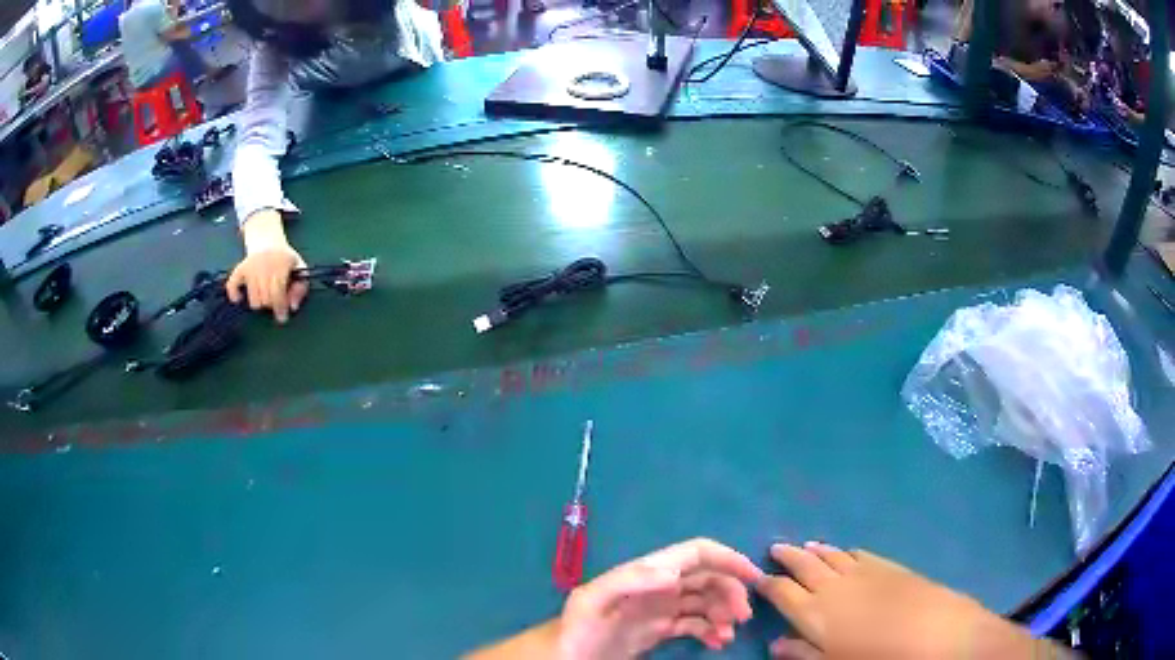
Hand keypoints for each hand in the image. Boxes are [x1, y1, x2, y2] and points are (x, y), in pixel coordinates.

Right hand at [226, 209, 308, 323]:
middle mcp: (264, 265)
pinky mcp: (239, 269)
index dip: (281, 308)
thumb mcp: (299, 267)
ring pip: (254, 300)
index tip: (282, 317)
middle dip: (272, 305)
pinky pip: (232, 286)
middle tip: (274, 300)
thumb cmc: (285, 258)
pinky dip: (235, 295)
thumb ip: (301, 287)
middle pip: (266, 300)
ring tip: (264, 294)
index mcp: (281, 264)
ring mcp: (250, 267)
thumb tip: (293, 307)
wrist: (267, 238)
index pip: (278, 293)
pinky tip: (240, 298)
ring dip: (259, 302)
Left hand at [556, 538, 763, 657]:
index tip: (753, 577)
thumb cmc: (577, 627)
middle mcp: (658, 586)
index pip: (696, 553)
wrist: (564, 656)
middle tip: (742, 617)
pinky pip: (694, 624)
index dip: (728, 558)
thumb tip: (674, 573)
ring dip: (723, 613)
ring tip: (727, 635)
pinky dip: (711, 631)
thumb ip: (630, 581)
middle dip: (731, 591)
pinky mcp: (658, 630)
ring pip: (705, 602)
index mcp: (646, 572)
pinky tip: (716, 643)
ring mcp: (660, 609)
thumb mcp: (593, 600)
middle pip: (708, 578)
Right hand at [756, 542, 1042, 658]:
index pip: (782, 592)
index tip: (758, 578)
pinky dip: (845, 551)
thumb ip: (802, 653)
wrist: (934, 633)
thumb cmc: (877, 658)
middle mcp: (833, 585)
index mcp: (814, 612)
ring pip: (831, 555)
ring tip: (804, 546)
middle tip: (775, 548)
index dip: (768, 584)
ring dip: (815, 550)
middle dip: (787, 556)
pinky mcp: (888, 565)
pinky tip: (844, 552)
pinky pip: (859, 553)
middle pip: (804, 565)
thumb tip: (775, 644)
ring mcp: (862, 571)